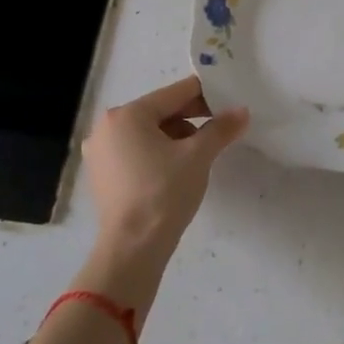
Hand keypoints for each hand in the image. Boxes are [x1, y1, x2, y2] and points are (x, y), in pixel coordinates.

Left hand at [84, 75, 247, 256]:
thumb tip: (242, 111)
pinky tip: (177, 168)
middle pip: (160, 111)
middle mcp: (107, 127)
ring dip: (176, 136)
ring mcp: (100, 152)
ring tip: (201, 153)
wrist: (132, 250)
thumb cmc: (164, 193)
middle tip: (220, 129)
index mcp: (127, 115)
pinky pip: (136, 151)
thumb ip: (221, 128)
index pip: (175, 93)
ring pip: (148, 132)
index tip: (229, 103)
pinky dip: (158, 153)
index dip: (206, 95)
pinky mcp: (102, 175)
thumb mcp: (198, 156)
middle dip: (192, 118)